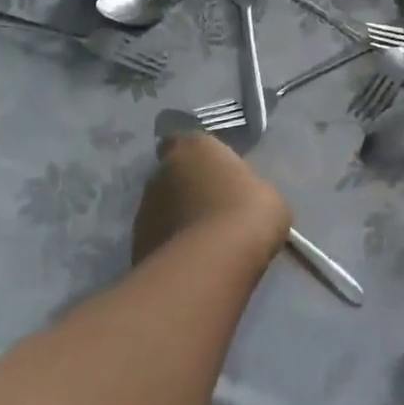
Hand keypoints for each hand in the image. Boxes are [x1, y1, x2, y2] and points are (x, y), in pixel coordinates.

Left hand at [133, 133, 290, 269]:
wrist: (213, 263)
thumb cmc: (247, 212)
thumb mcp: (265, 192)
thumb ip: (245, 187)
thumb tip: (240, 197)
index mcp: (193, 148)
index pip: (184, 141)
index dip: (196, 157)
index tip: (213, 172)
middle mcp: (161, 171)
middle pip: (172, 176)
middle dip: (187, 190)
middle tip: (213, 210)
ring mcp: (144, 209)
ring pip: (162, 209)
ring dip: (178, 219)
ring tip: (204, 243)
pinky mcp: (138, 244)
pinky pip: (159, 240)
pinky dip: (171, 248)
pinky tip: (194, 263)